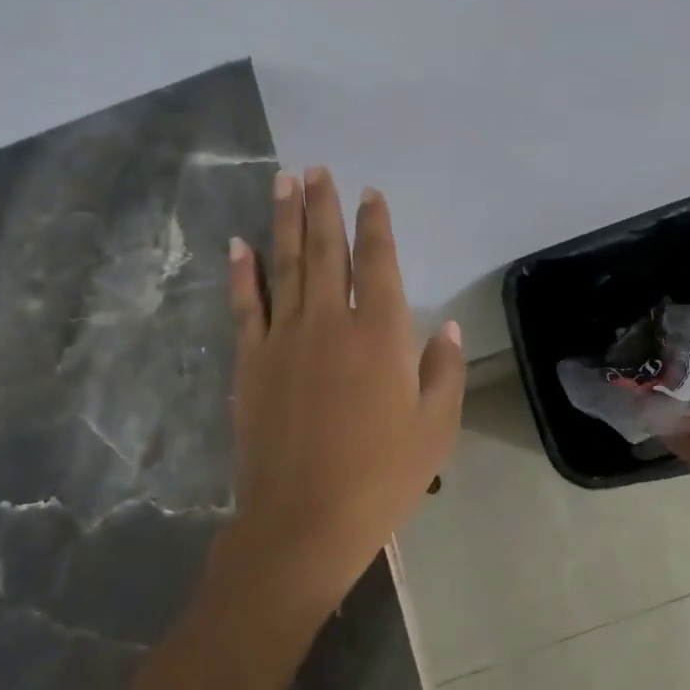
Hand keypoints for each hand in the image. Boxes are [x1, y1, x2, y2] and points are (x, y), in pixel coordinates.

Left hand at [224, 168, 464, 611]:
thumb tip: (450, 327)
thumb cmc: (381, 477)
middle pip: (327, 251)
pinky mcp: (250, 362)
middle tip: (318, 170)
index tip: (370, 194)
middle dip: (324, 206)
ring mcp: (284, 339)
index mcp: (382, 336)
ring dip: (285, 220)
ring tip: (285, 182)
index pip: (380, 263)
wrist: (304, 520)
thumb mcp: (435, 428)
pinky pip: (246, 305)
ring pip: (286, 265)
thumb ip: (444, 371)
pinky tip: (240, 244)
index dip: (376, 225)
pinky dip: (243, 272)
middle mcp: (331, 323)